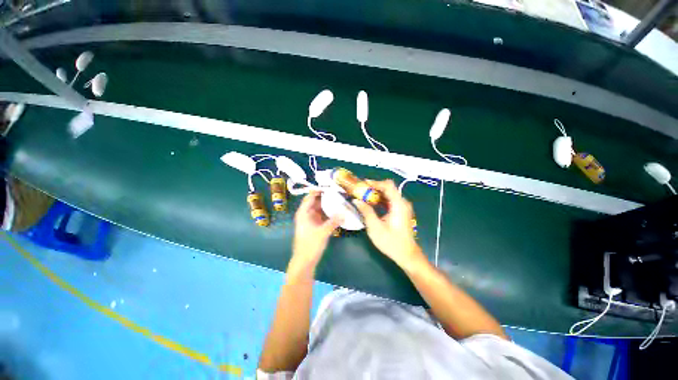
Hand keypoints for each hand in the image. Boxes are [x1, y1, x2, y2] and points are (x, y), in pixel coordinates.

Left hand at [289, 191, 341, 277]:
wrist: (304, 261)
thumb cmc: (310, 245)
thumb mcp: (323, 232)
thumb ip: (334, 221)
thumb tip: (344, 212)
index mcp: (304, 212)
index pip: (311, 196)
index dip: (319, 189)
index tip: (331, 186)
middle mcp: (306, 214)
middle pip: (316, 201)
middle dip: (326, 196)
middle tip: (339, 192)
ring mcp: (310, 220)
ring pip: (320, 208)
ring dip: (328, 204)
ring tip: (340, 199)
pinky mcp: (314, 225)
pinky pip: (322, 215)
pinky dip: (329, 212)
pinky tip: (337, 211)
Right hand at [353, 180, 426, 269]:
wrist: (407, 255)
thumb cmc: (391, 242)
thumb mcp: (375, 227)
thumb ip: (366, 211)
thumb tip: (356, 200)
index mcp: (398, 204)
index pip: (388, 185)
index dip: (375, 183)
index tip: (363, 184)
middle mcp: (402, 203)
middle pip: (388, 188)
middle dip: (374, 188)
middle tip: (360, 190)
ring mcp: (403, 207)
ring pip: (389, 194)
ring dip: (376, 194)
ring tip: (363, 196)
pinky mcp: (401, 212)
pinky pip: (390, 201)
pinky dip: (380, 200)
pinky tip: (371, 204)